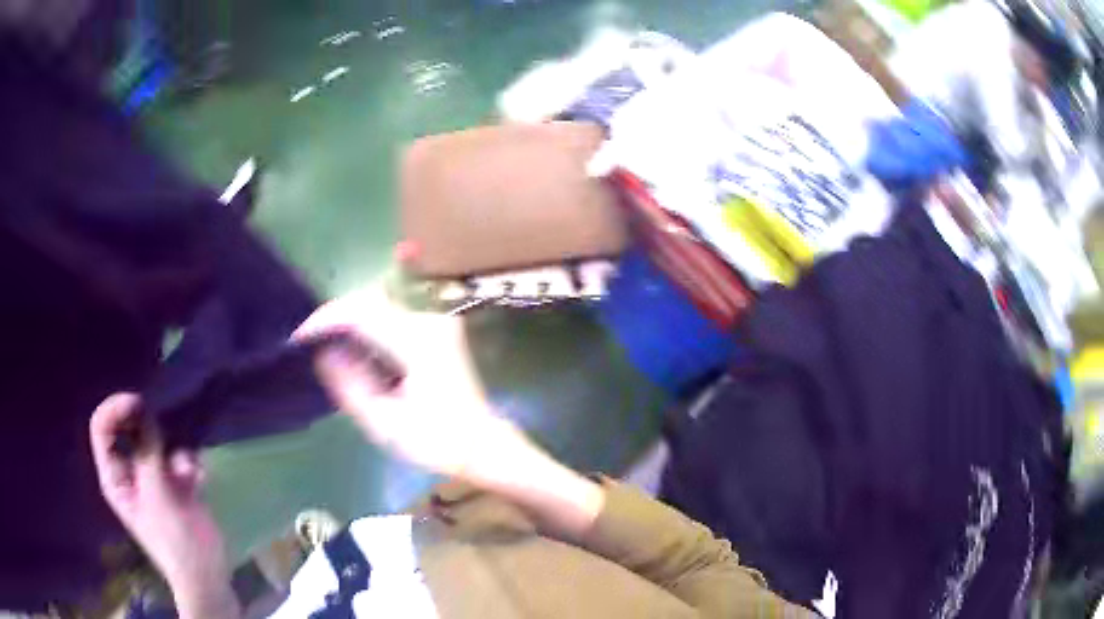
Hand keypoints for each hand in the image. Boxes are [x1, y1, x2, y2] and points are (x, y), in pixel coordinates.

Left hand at [89, 394, 236, 617]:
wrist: (206, 574)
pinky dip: (188, 464)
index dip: (115, 410)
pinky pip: (177, 459)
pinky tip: (198, 479)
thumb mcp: (156, 494)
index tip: (137, 404)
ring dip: (171, 449)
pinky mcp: (174, 484)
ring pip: (154, 442)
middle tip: (161, 425)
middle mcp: (129, 471)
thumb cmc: (174, 539)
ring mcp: (152, 478)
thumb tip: (142, 410)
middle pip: (126, 429)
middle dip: (145, 425)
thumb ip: (147, 452)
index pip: (102, 428)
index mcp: (115, 476)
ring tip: (186, 470)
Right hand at [294, 287, 516, 478]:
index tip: (300, 338)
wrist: (482, 446)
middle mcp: (429, 322)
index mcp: (418, 343)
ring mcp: (435, 324)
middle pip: (370, 302)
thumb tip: (323, 352)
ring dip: (350, 323)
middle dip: (335, 318)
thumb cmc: (436, 442)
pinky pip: (391, 320)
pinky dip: (367, 330)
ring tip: (324, 347)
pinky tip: (353, 352)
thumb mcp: (384, 422)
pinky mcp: (435, 332)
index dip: (326, 320)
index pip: (361, 312)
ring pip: (379, 307)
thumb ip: (349, 384)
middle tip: (309, 342)